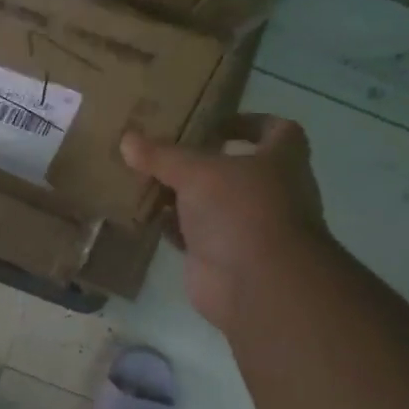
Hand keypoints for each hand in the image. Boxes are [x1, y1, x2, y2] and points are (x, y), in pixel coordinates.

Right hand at [121, 116, 327, 331]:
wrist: (256, 285)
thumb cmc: (242, 210)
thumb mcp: (198, 172)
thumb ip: (162, 155)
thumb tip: (127, 139)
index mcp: (281, 161)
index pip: (278, 131)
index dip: (249, 123)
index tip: (214, 122)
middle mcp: (270, 193)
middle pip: (235, 169)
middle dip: (200, 161)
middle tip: (162, 149)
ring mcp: (246, 228)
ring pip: (209, 204)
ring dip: (181, 194)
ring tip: (142, 176)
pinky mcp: (221, 257)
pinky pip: (191, 234)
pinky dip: (170, 225)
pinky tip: (141, 213)